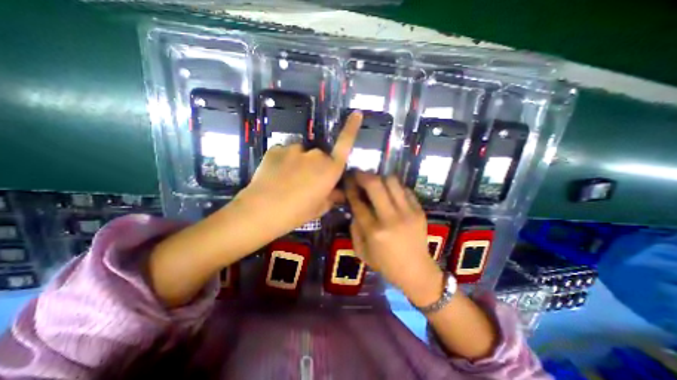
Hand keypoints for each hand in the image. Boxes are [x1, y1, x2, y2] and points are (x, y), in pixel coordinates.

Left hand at [241, 110, 362, 234]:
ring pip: (302, 154)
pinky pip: (286, 153)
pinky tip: (276, 175)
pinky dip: (284, 161)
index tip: (357, 113)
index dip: (351, 128)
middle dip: (316, 166)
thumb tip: (338, 192)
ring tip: (288, 180)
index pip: (345, 145)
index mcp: (330, 169)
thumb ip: (331, 197)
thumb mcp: (319, 208)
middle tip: (306, 183)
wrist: (261, 211)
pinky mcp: (277, 148)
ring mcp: (295, 149)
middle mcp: (315, 155)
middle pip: (320, 156)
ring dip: (300, 163)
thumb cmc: (296, 213)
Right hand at [344, 173, 445, 304]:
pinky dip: (394, 187)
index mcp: (374, 231)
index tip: (347, 180)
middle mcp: (391, 218)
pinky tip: (390, 192)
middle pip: (375, 185)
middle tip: (358, 174)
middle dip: (363, 175)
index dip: (350, 188)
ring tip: (375, 182)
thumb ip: (354, 228)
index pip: (358, 202)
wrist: (417, 271)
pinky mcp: (420, 211)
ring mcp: (408, 212)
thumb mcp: (361, 251)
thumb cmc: (385, 264)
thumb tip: (354, 207)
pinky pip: (405, 189)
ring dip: (380, 178)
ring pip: (392, 181)